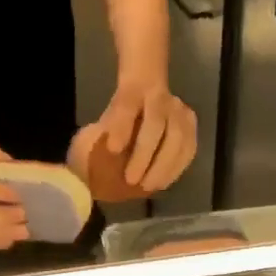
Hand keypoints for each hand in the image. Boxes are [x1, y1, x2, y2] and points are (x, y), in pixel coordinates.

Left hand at [93, 78, 196, 193]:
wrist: (146, 89)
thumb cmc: (119, 116)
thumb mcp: (102, 121)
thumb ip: (94, 141)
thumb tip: (84, 174)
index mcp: (131, 90)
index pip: (127, 104)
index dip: (121, 126)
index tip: (113, 149)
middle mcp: (157, 96)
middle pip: (155, 122)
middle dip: (144, 153)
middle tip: (131, 181)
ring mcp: (177, 109)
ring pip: (178, 135)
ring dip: (164, 164)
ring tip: (150, 186)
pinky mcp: (190, 123)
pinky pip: (189, 146)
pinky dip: (177, 166)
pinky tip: (164, 182)